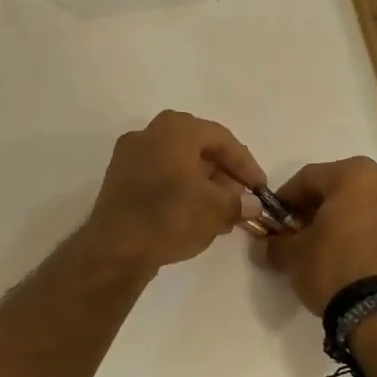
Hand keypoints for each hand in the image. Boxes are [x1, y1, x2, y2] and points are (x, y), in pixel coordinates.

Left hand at [86, 111, 266, 270]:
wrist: (116, 248)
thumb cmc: (172, 216)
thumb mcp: (217, 209)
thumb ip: (239, 202)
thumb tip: (251, 204)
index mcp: (175, 129)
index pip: (221, 139)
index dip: (246, 165)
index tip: (260, 189)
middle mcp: (148, 133)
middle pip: (197, 149)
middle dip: (223, 175)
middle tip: (239, 200)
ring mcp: (128, 156)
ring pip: (177, 164)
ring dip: (202, 185)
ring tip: (220, 213)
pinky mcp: (118, 180)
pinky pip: (158, 177)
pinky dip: (179, 191)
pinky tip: (193, 216)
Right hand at [264, 157, 376, 313]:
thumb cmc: (333, 268)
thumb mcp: (293, 254)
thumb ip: (276, 241)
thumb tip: (268, 243)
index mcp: (355, 174)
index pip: (309, 178)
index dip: (286, 199)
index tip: (274, 220)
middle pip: (341, 189)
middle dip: (318, 208)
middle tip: (300, 233)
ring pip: (367, 207)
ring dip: (345, 221)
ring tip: (328, 248)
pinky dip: (367, 235)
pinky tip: (352, 257)